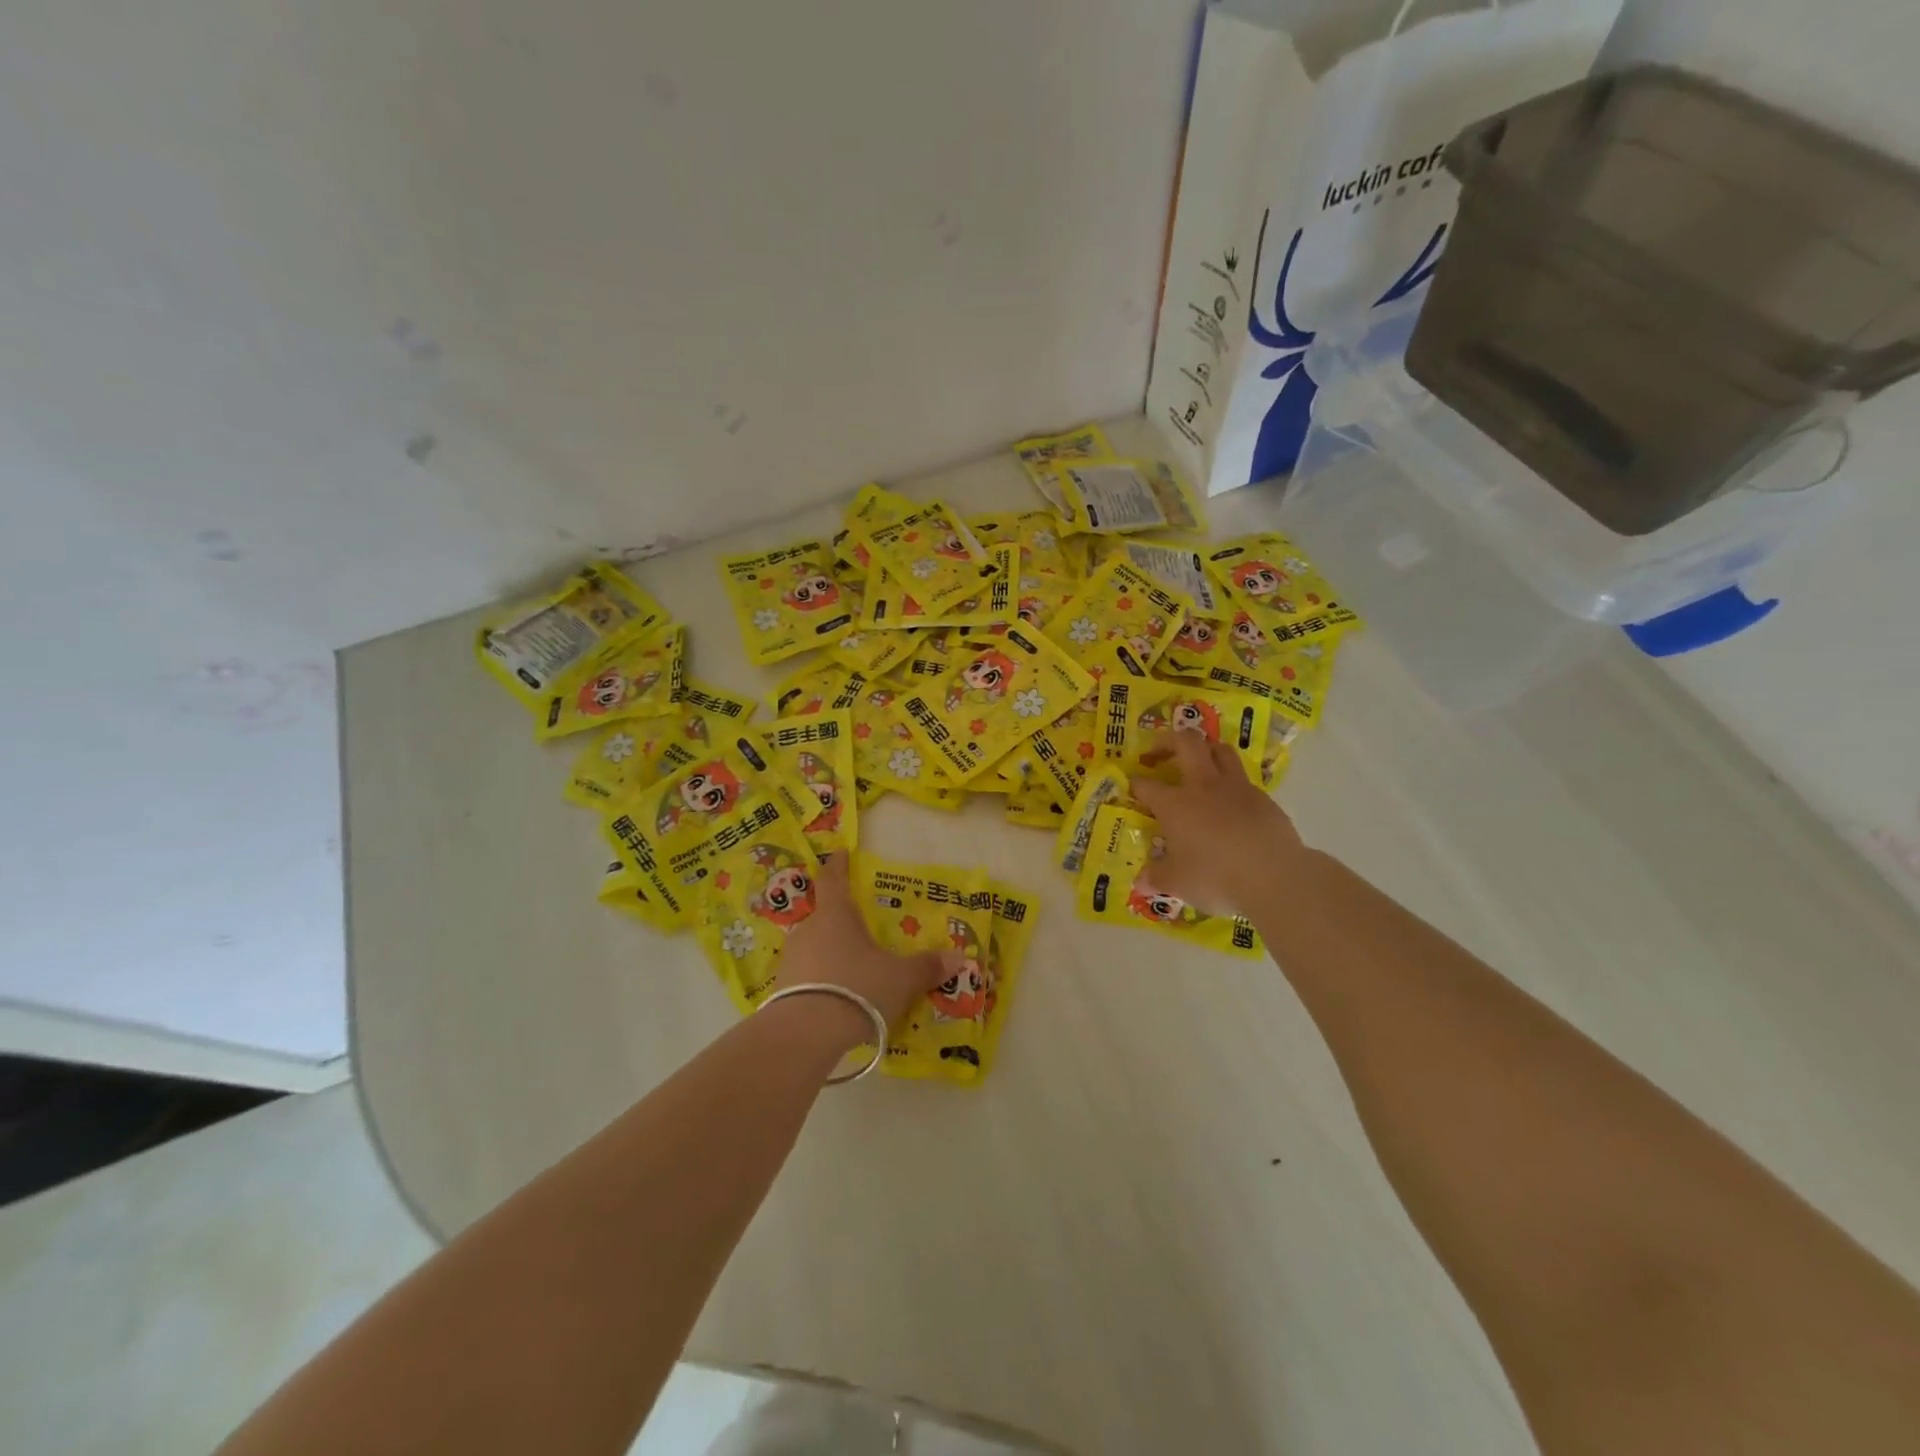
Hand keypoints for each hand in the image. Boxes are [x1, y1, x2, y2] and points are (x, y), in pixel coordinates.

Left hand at [777, 853, 957, 1030]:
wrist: (805, 1034)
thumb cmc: (857, 988)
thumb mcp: (901, 978)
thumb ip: (927, 967)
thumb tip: (958, 956)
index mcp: (836, 915)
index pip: (833, 879)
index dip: (838, 864)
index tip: (840, 853)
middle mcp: (809, 930)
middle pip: (825, 916)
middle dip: (842, 920)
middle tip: (861, 928)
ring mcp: (792, 961)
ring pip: (815, 947)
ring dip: (832, 952)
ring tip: (853, 968)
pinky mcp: (783, 991)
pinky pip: (808, 976)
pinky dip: (823, 980)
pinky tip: (838, 997)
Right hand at [1129, 729, 1307, 915]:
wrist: (1275, 876)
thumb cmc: (1216, 877)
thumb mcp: (1177, 883)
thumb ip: (1156, 877)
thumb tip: (1141, 882)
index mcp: (1175, 804)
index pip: (1146, 785)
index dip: (1136, 784)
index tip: (1132, 787)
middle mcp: (1203, 786)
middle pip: (1186, 743)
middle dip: (1168, 741)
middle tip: (1159, 752)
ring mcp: (1236, 788)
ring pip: (1220, 750)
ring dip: (1204, 749)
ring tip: (1197, 762)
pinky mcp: (1263, 798)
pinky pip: (1242, 778)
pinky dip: (1230, 782)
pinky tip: (1229, 801)